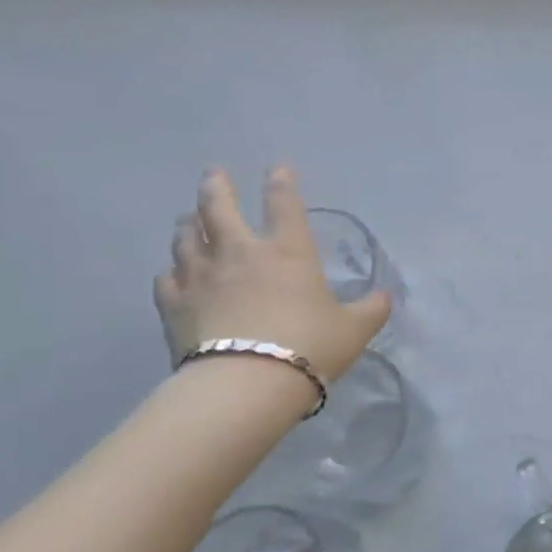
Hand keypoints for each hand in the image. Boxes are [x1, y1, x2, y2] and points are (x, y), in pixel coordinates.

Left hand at [154, 166, 388, 382]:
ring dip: (189, 223)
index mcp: (287, 252)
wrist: (246, 384)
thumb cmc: (309, 347)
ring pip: (186, 237)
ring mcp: (201, 276)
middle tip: (214, 174)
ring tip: (189, 218)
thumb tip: (385, 296)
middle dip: (216, 186)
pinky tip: (173, 273)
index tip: (278, 167)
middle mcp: (239, 253)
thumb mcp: (354, 330)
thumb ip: (371, 309)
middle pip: (218, 206)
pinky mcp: (174, 305)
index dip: (282, 182)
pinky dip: (171, 270)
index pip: (284, 203)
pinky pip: (166, 278)